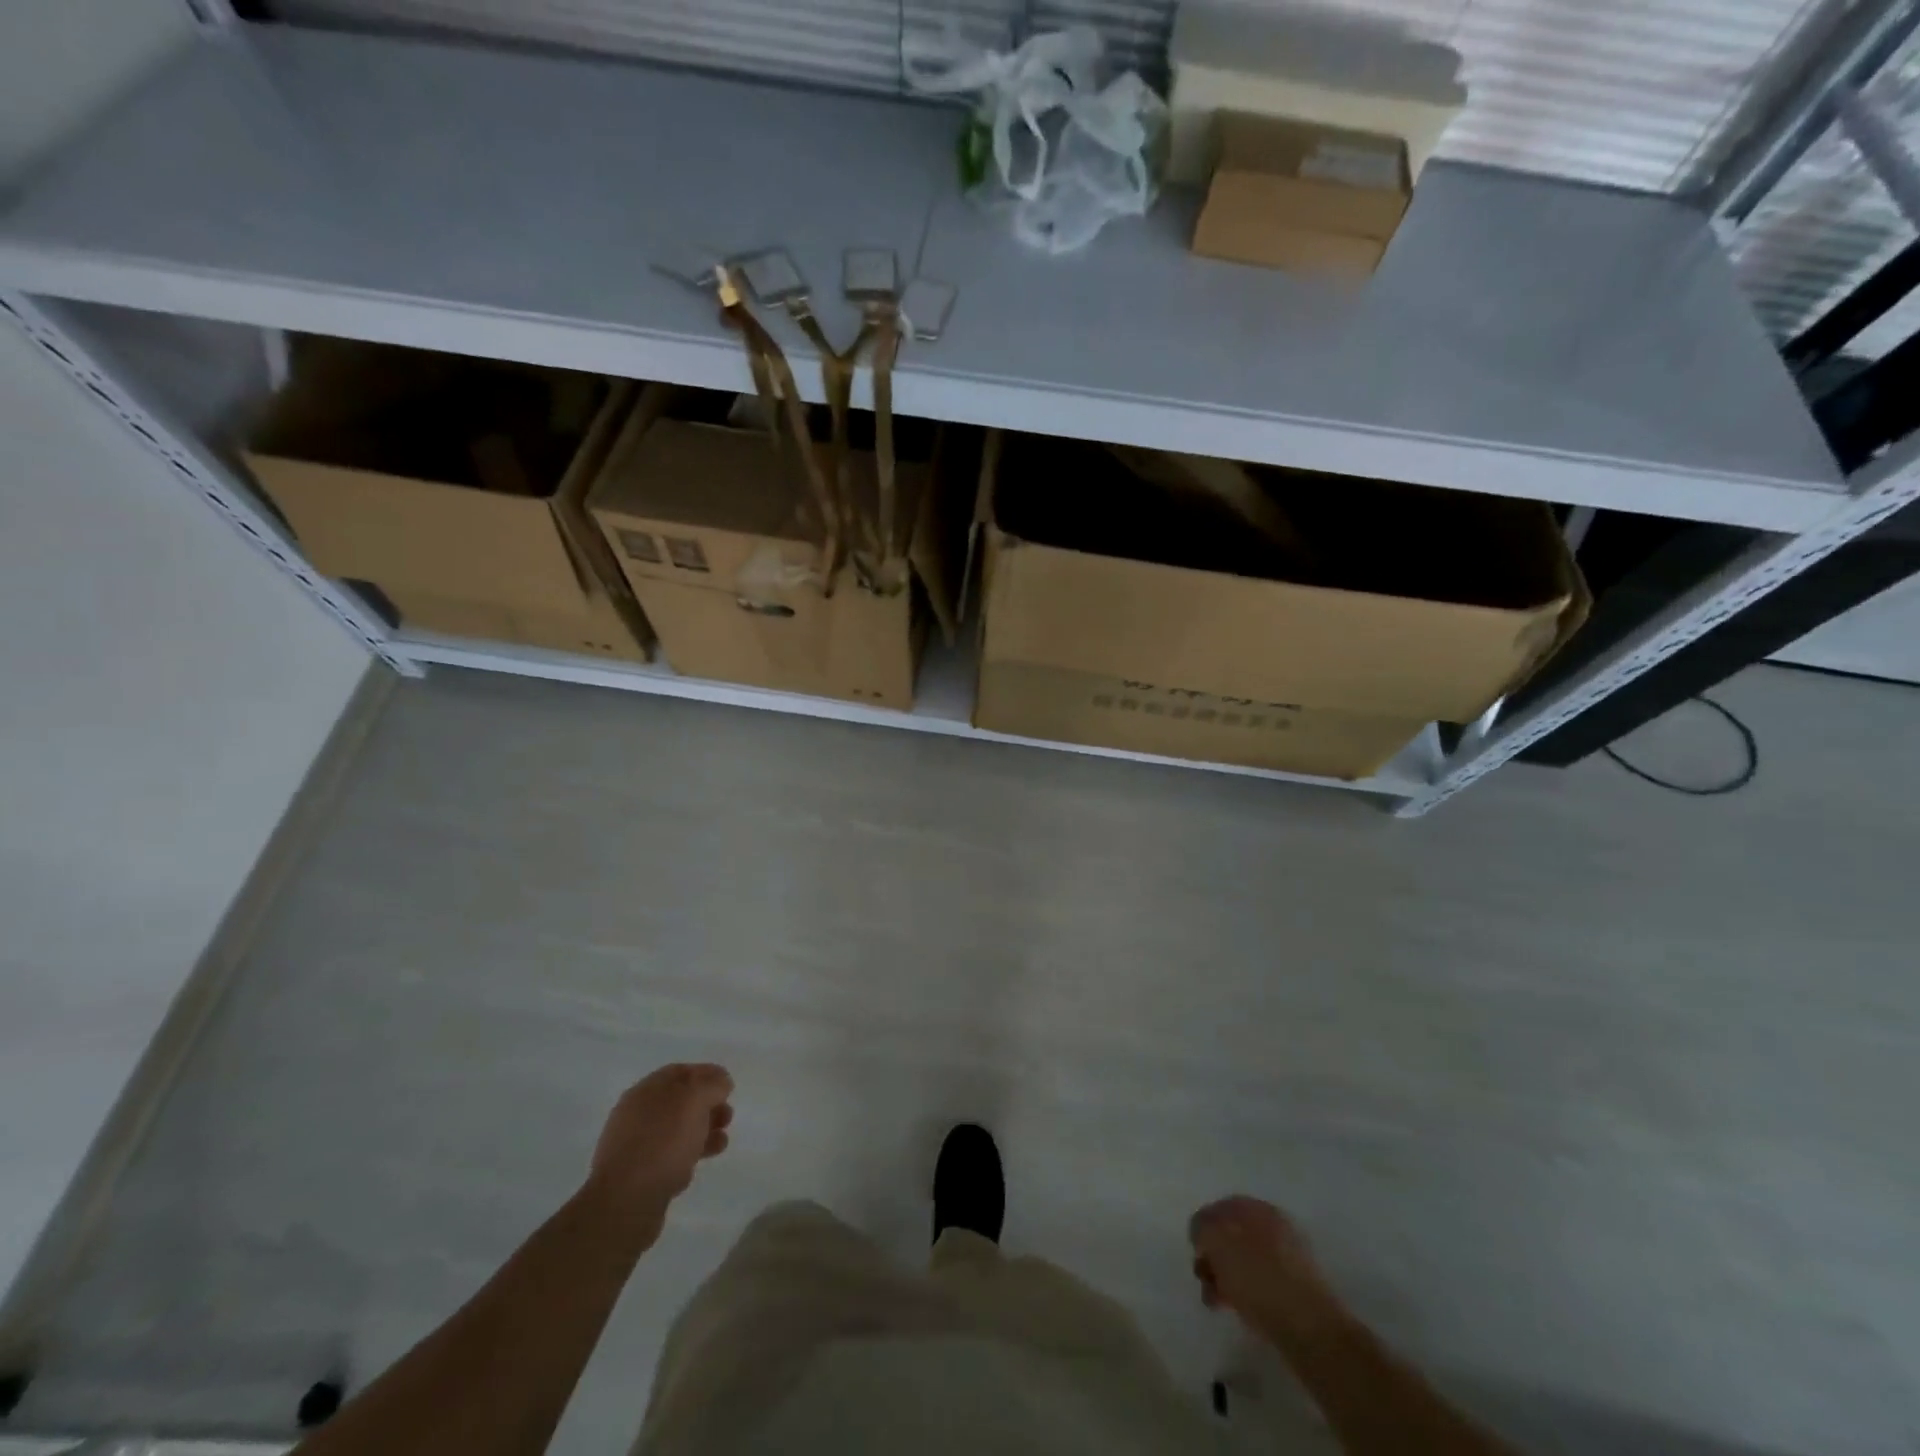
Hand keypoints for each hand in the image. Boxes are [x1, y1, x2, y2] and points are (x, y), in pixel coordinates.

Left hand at [584, 1064, 733, 1241]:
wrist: (626, 1203)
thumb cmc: (662, 1142)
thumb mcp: (695, 1100)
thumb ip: (712, 1084)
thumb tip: (721, 1083)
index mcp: (645, 1090)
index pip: (680, 1072)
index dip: (707, 1075)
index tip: (728, 1087)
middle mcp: (637, 1114)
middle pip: (680, 1101)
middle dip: (708, 1106)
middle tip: (728, 1116)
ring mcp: (635, 1145)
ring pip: (677, 1130)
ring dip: (703, 1130)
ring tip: (722, 1142)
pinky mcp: (639, 1175)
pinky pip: (670, 1155)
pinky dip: (690, 1153)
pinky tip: (701, 1161)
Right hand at [1190, 1195, 1345, 1341]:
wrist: (1309, 1326)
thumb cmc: (1256, 1277)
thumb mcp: (1217, 1240)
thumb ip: (1202, 1227)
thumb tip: (1203, 1235)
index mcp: (1254, 1206)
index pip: (1217, 1209)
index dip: (1201, 1231)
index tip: (1196, 1256)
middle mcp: (1272, 1224)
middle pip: (1231, 1236)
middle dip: (1214, 1257)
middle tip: (1205, 1280)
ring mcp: (1288, 1255)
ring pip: (1244, 1261)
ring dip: (1226, 1278)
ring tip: (1218, 1302)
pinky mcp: (1297, 1287)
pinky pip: (1260, 1282)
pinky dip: (1246, 1293)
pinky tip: (1240, 1310)